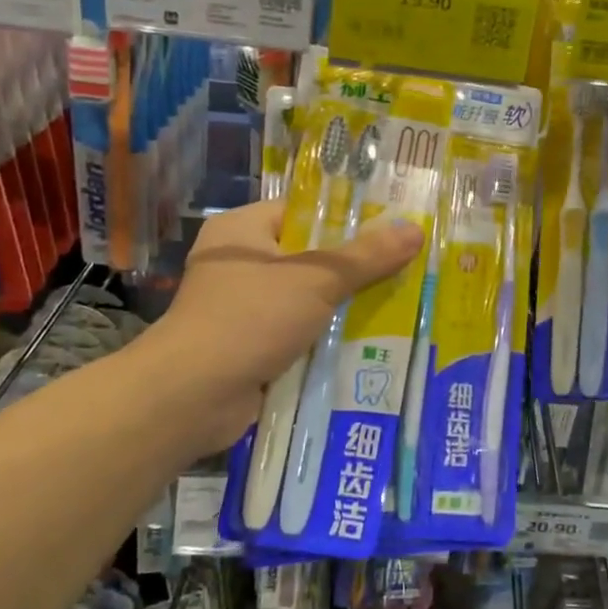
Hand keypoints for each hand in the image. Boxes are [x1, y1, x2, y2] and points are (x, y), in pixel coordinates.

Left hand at [146, 200, 424, 453]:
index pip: (303, 211)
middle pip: (310, 257)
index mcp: (243, 231)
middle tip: (406, 269)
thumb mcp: (316, 279)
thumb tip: (415, 229)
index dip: (348, 217)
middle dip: (355, 269)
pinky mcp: (250, 347)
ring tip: (400, 305)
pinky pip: (299, 333)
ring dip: (344, 308)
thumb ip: (366, 255)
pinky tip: (370, 343)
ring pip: (307, 299)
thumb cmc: (250, 318)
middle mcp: (239, 264)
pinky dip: (326, 340)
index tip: (393, 227)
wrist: (192, 397)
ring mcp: (242, 308)